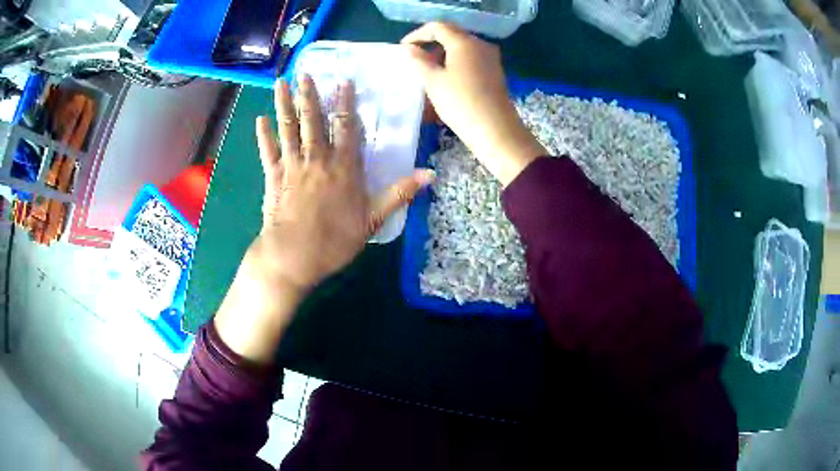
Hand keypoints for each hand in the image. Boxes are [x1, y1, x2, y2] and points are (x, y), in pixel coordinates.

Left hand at [214, 76, 433, 364]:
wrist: (293, 257)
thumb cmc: (334, 241)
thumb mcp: (373, 219)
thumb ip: (399, 193)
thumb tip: (431, 174)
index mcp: (343, 167)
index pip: (346, 127)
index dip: (346, 103)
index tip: (344, 81)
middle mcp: (317, 159)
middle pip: (313, 120)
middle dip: (310, 95)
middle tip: (305, 73)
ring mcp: (292, 166)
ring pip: (288, 128)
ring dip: (284, 104)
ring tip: (281, 83)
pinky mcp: (273, 177)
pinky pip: (268, 151)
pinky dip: (264, 135)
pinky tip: (260, 120)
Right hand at [401, 22, 546, 186]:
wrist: (495, 130)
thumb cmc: (460, 103)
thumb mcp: (433, 81)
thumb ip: (419, 60)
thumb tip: (409, 48)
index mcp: (464, 42)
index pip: (438, 27)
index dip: (417, 34)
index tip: (403, 48)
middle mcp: (480, 44)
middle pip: (451, 35)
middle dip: (430, 44)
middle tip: (414, 59)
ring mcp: (490, 58)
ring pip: (461, 48)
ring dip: (442, 55)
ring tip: (427, 72)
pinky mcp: (494, 72)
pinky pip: (470, 60)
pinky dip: (454, 64)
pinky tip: (445, 79)